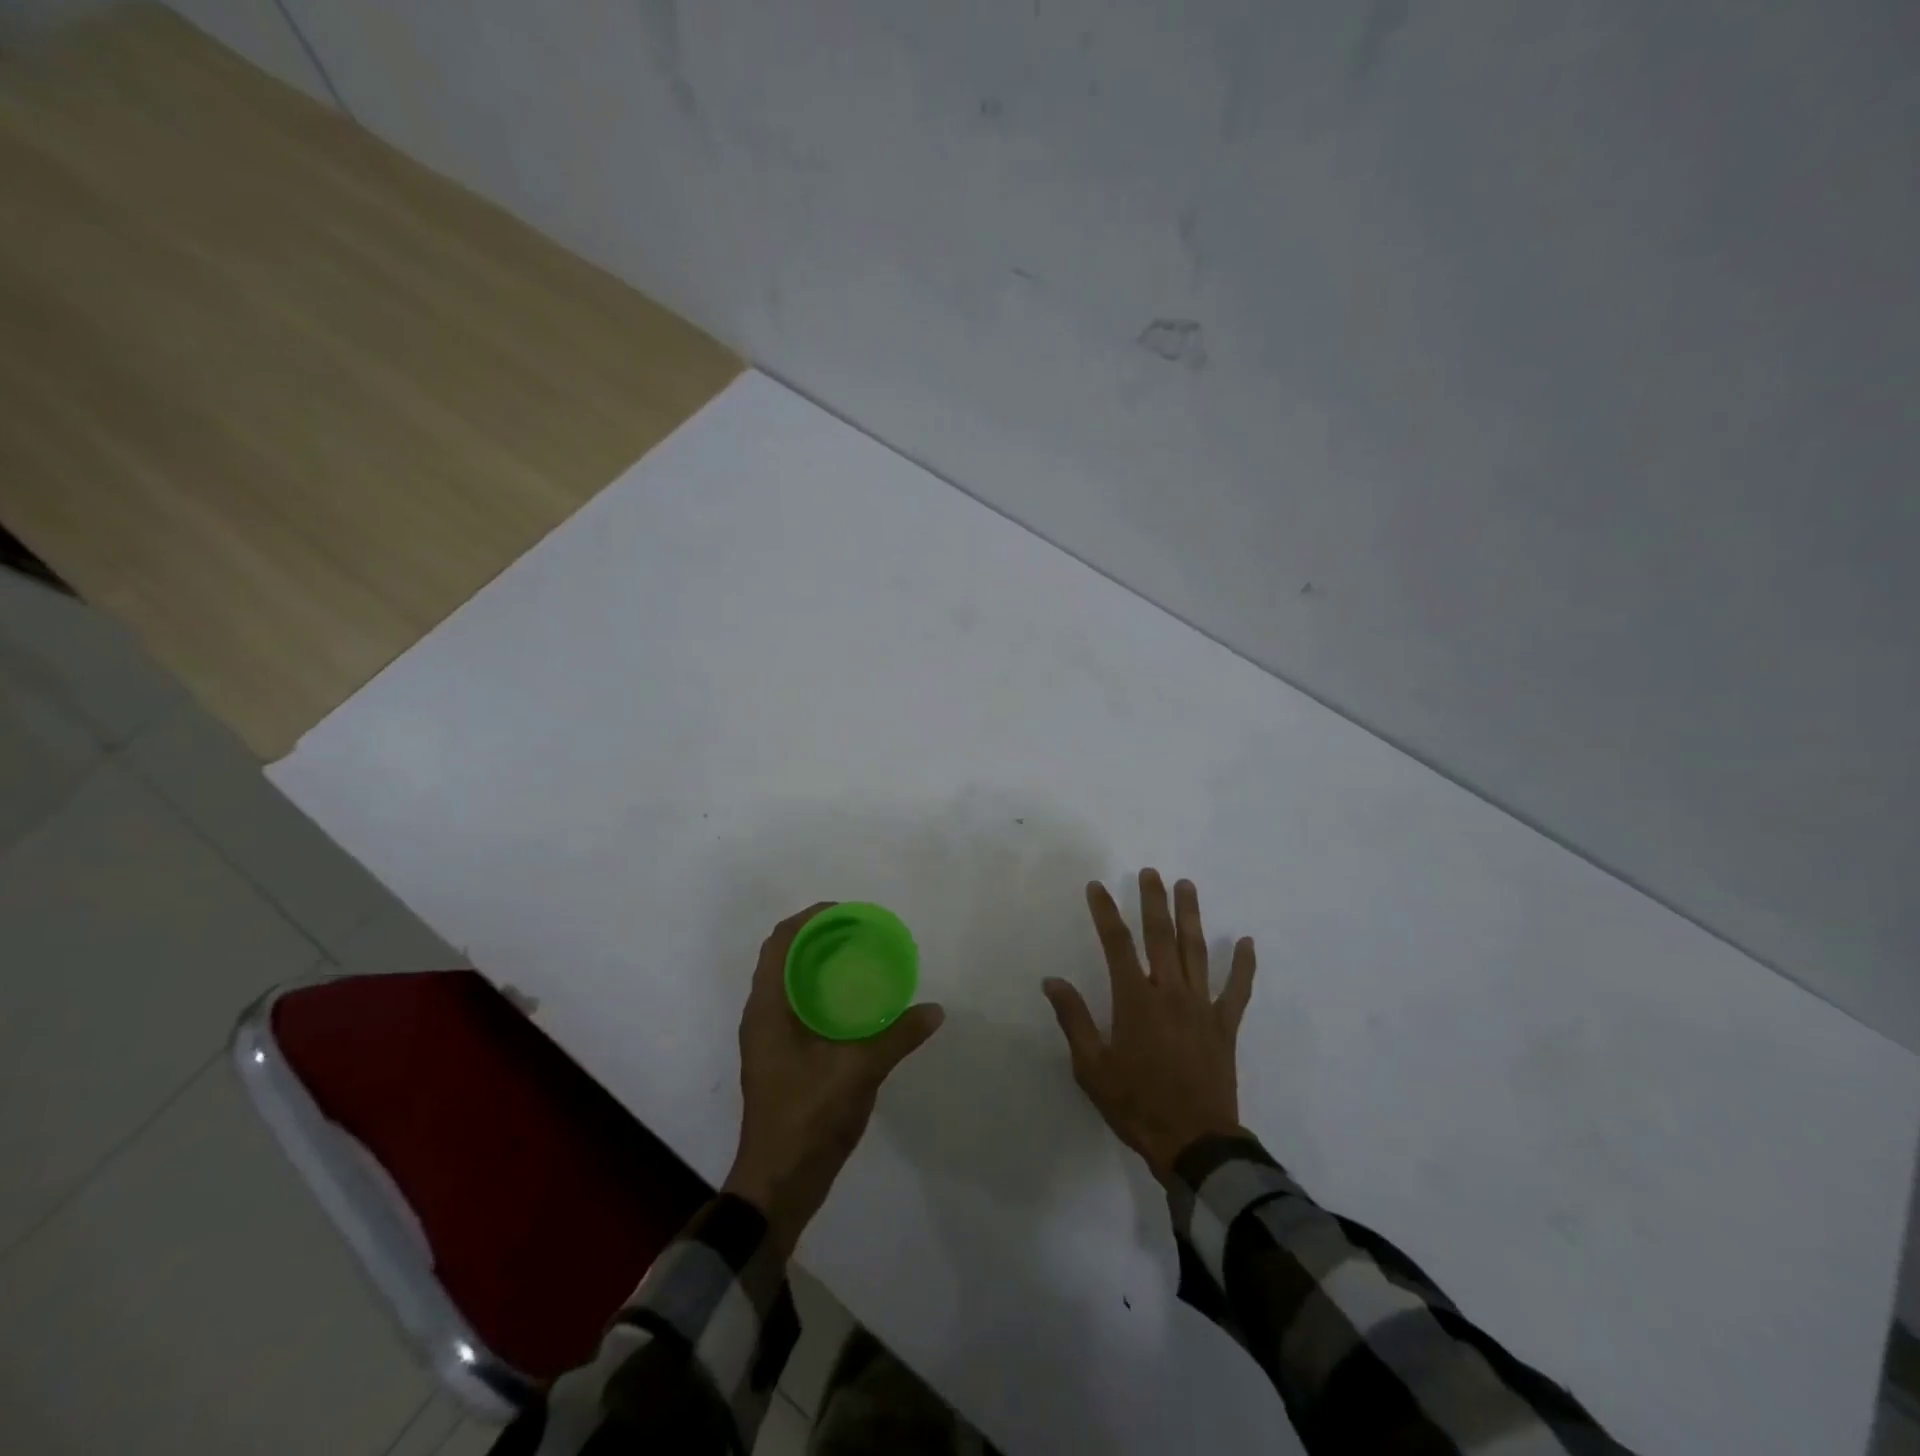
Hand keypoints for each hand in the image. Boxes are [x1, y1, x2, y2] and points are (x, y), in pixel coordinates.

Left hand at [723, 903, 945, 1252]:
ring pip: (790, 983)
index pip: (781, 942)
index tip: (846, 913)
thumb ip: (897, 1036)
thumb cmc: (808, 1117)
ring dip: (818, 964)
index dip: (811, 919)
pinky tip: (854, 1004)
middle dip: (818, 937)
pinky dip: (822, 992)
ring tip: (860, 959)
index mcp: (768, 1009)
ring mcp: (768, 1039)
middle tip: (860, 933)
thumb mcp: (859, 1071)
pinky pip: (798, 1007)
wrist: (779, 1184)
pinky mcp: (780, 1058)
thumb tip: (936, 1010)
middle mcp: (762, 1016)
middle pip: (784, 957)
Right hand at [1043, 870, 1256, 1185]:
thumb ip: (1075, 1019)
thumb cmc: (1137, 1105)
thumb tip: (1052, 980)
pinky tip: (1246, 942)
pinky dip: (1243, 965)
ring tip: (1187, 886)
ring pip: (1196, 951)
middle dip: (1153, 901)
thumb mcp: (1092, 1067)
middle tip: (1150, 872)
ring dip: (1191, 916)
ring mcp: (1201, 1007)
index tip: (1097, 886)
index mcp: (1135, 1000)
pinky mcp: (1224, 1026)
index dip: (1105, 912)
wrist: (1194, 1144)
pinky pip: (1237, 990)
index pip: (1116, 944)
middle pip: (1161, 936)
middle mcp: (1169, 992)